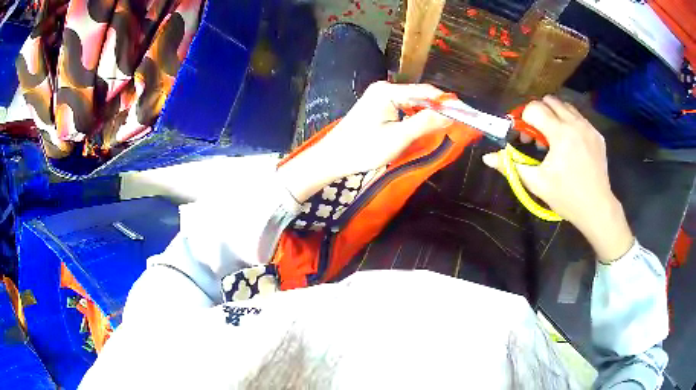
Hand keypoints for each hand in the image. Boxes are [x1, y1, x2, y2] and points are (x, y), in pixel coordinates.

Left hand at [278, 81, 452, 202]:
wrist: (333, 158)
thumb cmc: (363, 149)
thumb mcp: (397, 138)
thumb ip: (425, 123)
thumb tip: (451, 114)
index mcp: (388, 91)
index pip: (426, 91)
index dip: (447, 102)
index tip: (465, 113)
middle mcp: (385, 89)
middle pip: (420, 95)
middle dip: (439, 108)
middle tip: (458, 122)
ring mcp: (381, 97)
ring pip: (413, 102)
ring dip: (428, 113)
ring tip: (446, 126)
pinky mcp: (379, 107)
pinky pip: (404, 108)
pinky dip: (416, 117)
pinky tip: (425, 127)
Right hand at [482, 96, 633, 261]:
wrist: (597, 208)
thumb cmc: (566, 197)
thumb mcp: (536, 183)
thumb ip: (511, 166)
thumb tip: (488, 158)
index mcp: (560, 133)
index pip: (534, 108)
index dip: (523, 120)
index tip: (525, 139)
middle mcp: (575, 123)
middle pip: (550, 101)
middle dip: (539, 113)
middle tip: (538, 137)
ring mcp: (589, 127)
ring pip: (566, 106)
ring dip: (555, 116)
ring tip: (554, 139)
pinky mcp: (597, 135)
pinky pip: (579, 118)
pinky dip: (570, 124)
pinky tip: (571, 145)